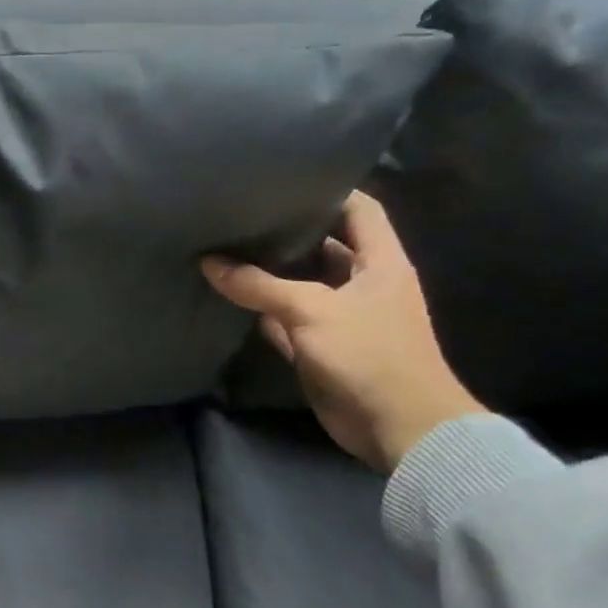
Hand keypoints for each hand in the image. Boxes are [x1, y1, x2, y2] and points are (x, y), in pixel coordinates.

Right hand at [202, 191, 484, 472]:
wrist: (399, 427)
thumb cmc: (368, 354)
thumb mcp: (311, 311)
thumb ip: (259, 286)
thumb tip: (209, 262)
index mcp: (380, 262)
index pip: (359, 209)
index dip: (328, 191)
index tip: (284, 180)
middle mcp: (362, 284)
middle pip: (324, 246)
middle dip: (288, 232)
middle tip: (242, 215)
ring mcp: (342, 317)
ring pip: (301, 285)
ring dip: (271, 274)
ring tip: (228, 248)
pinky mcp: (323, 348)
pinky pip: (287, 321)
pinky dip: (264, 312)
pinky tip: (232, 297)